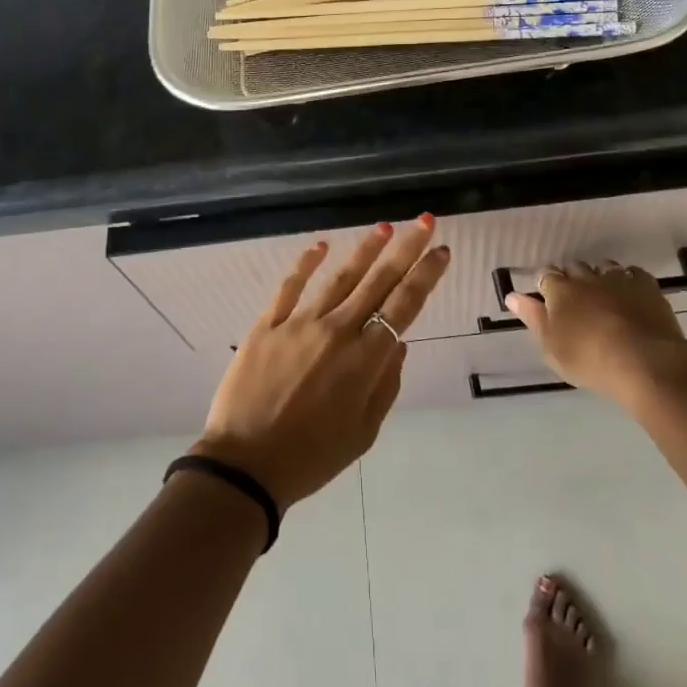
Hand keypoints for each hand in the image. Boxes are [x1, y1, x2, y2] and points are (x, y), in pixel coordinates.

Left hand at [191, 216, 450, 510]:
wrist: (245, 465)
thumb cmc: (311, 457)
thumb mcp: (363, 433)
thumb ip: (384, 385)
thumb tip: (398, 343)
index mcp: (364, 361)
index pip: (403, 307)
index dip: (425, 276)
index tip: (441, 251)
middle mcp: (336, 332)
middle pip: (377, 282)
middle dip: (405, 249)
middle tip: (423, 221)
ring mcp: (299, 324)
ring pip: (339, 278)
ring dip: (364, 251)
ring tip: (383, 227)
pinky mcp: (267, 325)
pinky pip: (289, 287)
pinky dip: (305, 264)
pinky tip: (320, 246)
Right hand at [502, 260, 686, 409]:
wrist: (644, 362)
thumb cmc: (589, 359)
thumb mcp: (551, 347)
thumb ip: (532, 318)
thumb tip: (512, 296)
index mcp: (560, 290)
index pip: (545, 275)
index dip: (545, 284)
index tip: (547, 299)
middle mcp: (586, 277)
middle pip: (574, 267)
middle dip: (572, 278)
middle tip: (575, 301)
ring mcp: (618, 278)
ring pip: (603, 266)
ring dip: (599, 276)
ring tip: (602, 295)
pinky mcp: (646, 286)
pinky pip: (633, 273)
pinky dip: (628, 279)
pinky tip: (629, 293)